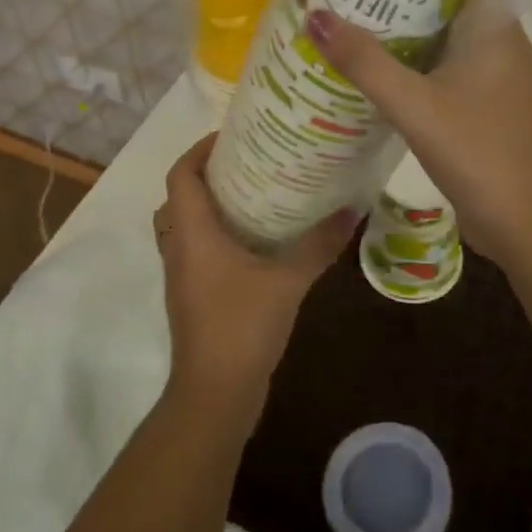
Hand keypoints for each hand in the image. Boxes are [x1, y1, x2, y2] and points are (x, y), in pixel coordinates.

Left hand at [152, 134, 355, 426]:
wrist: (215, 394)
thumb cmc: (242, 327)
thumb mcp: (288, 281)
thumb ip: (319, 245)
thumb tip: (352, 210)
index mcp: (192, 233)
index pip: (181, 174)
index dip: (200, 149)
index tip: (234, 137)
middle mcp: (179, 247)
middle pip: (181, 195)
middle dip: (209, 173)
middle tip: (250, 162)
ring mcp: (182, 273)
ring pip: (186, 224)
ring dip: (211, 205)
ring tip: (254, 194)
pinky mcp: (192, 294)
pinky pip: (196, 248)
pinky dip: (216, 233)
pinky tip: (256, 240)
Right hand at [301, 3, 531, 265]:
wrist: (529, 224)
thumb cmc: (480, 153)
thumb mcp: (415, 106)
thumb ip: (365, 63)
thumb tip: (314, 15)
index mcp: (495, 24)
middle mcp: (499, 40)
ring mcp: (493, 74)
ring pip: (442, 35)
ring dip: (402, 28)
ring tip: (349, 13)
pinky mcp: (484, 102)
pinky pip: (442, 66)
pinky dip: (411, 61)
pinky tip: (374, 66)